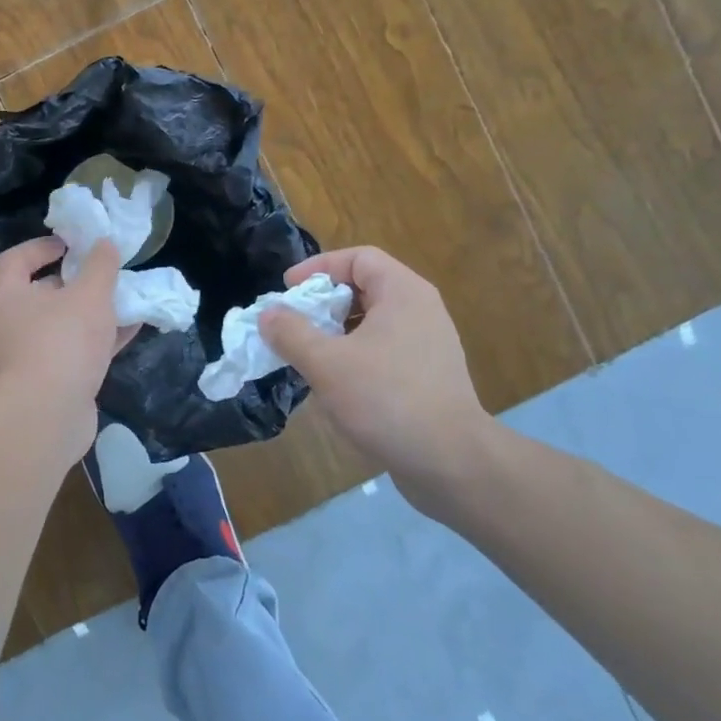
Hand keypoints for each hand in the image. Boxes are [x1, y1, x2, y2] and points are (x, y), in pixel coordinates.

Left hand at [0, 236, 128, 463]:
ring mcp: (26, 357)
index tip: (74, 244)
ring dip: (92, 311)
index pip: (16, 259)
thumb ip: (100, 266)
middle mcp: (8, 324)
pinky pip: (74, 351)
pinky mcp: (48, 383)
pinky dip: (99, 339)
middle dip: (75, 281)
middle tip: (104, 272)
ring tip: (125, 298)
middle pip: (40, 292)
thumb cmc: (61, 341)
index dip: (44, 246)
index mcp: (5, 296)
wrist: (47, 417)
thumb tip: (104, 243)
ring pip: (62, 324)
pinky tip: (132, 329)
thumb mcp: (89, 294)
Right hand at [258, 247, 496, 518]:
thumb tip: (268, 314)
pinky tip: (335, 384)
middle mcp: (420, 310)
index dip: (319, 267)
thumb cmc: (387, 399)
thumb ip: (291, 333)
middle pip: (365, 288)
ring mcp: (429, 345)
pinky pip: (384, 350)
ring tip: (307, 354)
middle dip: (323, 302)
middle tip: (293, 323)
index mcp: (402, 293)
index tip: (288, 290)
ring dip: (336, 332)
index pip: (358, 257)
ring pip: (373, 322)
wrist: (453, 463)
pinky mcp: (429, 376)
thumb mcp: (326, 363)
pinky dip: (355, 355)